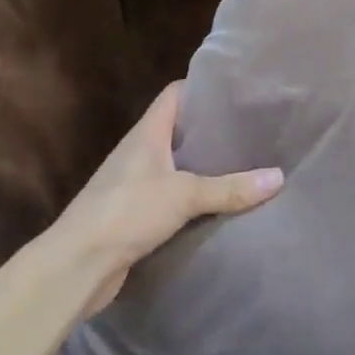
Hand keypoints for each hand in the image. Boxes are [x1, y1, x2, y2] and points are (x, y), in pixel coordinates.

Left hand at [55, 82, 283, 314]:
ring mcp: (134, 184)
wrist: (75, 267)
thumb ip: (231, 188)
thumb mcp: (185, 195)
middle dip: (212, 129)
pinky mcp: (135, 215)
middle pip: (179, 129)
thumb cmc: (126, 212)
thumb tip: (279, 177)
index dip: (202, 88)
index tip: (236, 91)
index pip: (175, 94)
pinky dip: (194, 198)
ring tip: (244, 163)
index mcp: (147, 134)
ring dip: (204, 166)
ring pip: (177, 165)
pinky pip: (172, 196)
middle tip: (251, 129)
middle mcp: (139, 153)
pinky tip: (219, 204)